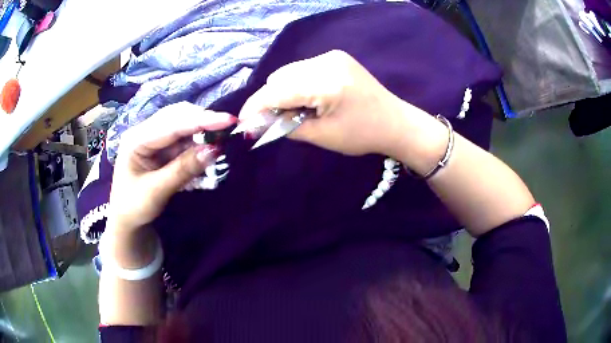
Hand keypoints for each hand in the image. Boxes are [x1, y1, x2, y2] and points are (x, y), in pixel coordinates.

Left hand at [109, 102, 235, 232]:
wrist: (126, 220)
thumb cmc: (134, 207)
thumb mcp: (156, 192)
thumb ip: (183, 169)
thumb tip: (214, 150)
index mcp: (135, 139)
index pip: (171, 124)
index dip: (200, 121)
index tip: (228, 120)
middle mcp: (144, 131)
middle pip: (177, 116)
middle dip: (203, 120)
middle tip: (229, 127)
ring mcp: (153, 138)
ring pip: (182, 125)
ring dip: (202, 131)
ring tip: (222, 136)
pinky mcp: (161, 146)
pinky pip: (183, 139)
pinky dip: (197, 142)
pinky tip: (208, 146)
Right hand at [239, 50, 424, 157]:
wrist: (395, 121)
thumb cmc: (363, 135)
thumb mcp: (322, 136)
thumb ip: (285, 127)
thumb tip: (256, 123)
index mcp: (327, 83)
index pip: (277, 90)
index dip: (255, 106)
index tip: (242, 122)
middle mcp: (327, 61)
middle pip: (280, 77)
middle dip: (269, 100)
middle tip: (270, 122)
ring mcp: (332, 56)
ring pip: (289, 71)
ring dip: (282, 91)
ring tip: (293, 111)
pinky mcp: (335, 57)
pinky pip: (302, 69)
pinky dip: (296, 84)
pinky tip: (306, 99)